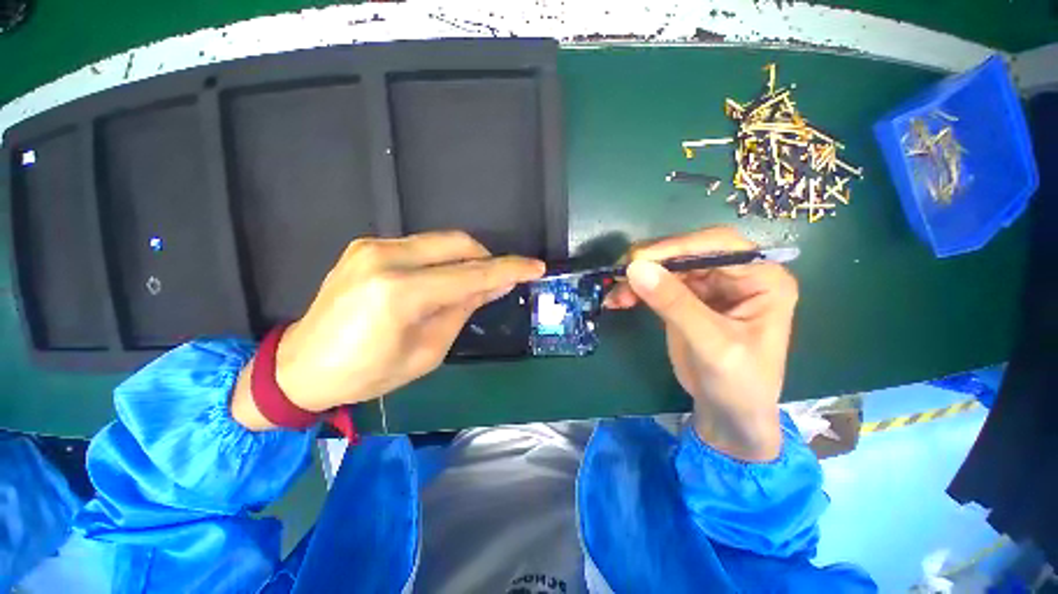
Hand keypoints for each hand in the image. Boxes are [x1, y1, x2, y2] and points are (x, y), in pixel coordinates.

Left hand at [232, 231, 544, 429]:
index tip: (535, 267)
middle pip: (458, 244)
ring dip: (465, 260)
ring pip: (441, 241)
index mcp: (400, 293)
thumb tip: (495, 284)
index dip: (509, 270)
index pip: (471, 275)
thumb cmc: (368, 372)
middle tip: (498, 281)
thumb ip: (464, 309)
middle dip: (487, 259)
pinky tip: (440, 281)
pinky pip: (421, 246)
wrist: (301, 367)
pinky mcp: (366, 246)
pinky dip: (442, 260)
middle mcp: (385, 258)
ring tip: (470, 285)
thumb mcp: (428, 350)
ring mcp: (372, 247)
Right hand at [605, 227, 797, 460]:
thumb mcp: (711, 343)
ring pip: (667, 267)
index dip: (679, 246)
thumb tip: (636, 268)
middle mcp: (737, 275)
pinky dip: (635, 290)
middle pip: (688, 253)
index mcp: (762, 278)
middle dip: (652, 263)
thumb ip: (675, 304)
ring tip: (615, 296)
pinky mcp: (685, 298)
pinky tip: (619, 300)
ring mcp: (709, 286)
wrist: (728, 412)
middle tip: (620, 274)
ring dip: (638, 278)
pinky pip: (657, 284)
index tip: (640, 259)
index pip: (720, 245)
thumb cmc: (739, 382)